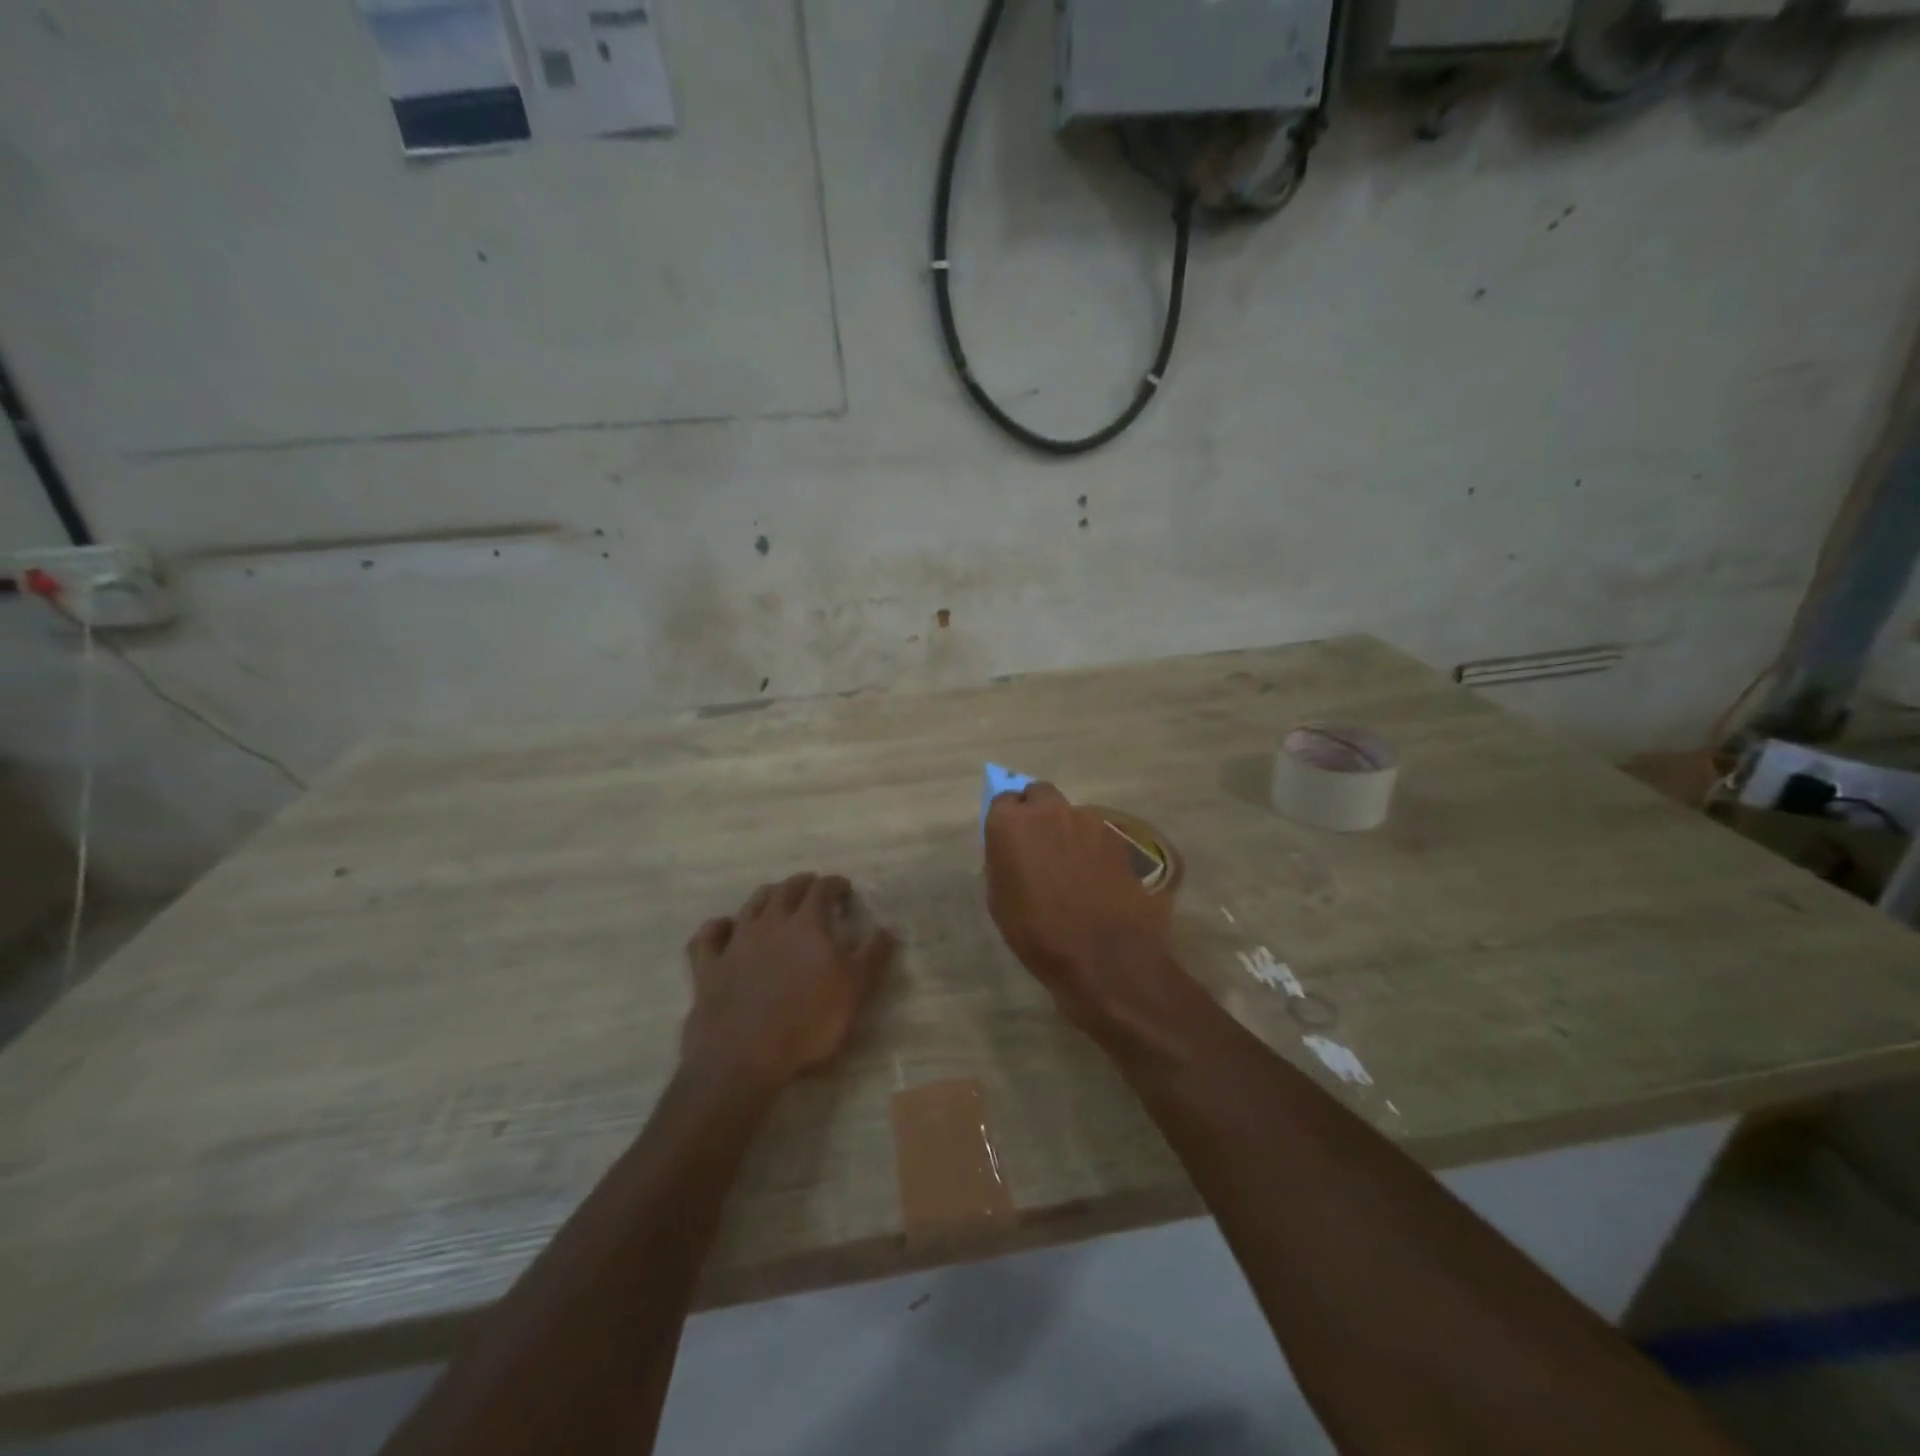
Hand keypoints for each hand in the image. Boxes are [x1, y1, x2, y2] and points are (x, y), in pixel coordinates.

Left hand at [682, 873, 896, 1091]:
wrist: (743, 1059)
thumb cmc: (808, 1025)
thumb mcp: (855, 992)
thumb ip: (873, 956)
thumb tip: (888, 928)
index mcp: (808, 924)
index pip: (823, 890)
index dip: (835, 885)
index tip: (844, 888)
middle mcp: (770, 923)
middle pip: (786, 890)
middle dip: (803, 884)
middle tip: (813, 886)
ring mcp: (736, 942)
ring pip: (751, 904)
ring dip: (767, 896)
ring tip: (776, 897)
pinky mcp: (708, 966)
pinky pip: (709, 935)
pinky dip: (719, 926)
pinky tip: (724, 927)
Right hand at [983, 783, 1193, 1037]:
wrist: (1104, 956)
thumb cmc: (1038, 934)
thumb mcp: (1000, 902)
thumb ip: (1002, 861)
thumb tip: (1011, 849)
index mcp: (1011, 824)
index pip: (1003, 800)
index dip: (1006, 820)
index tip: (1009, 840)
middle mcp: (1049, 811)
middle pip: (1039, 795)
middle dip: (1037, 812)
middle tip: (1039, 846)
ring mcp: (1089, 820)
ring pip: (1071, 814)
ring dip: (1067, 831)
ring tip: (1072, 869)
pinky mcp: (1119, 837)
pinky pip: (1097, 834)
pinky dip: (1093, 848)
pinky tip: (1097, 878)